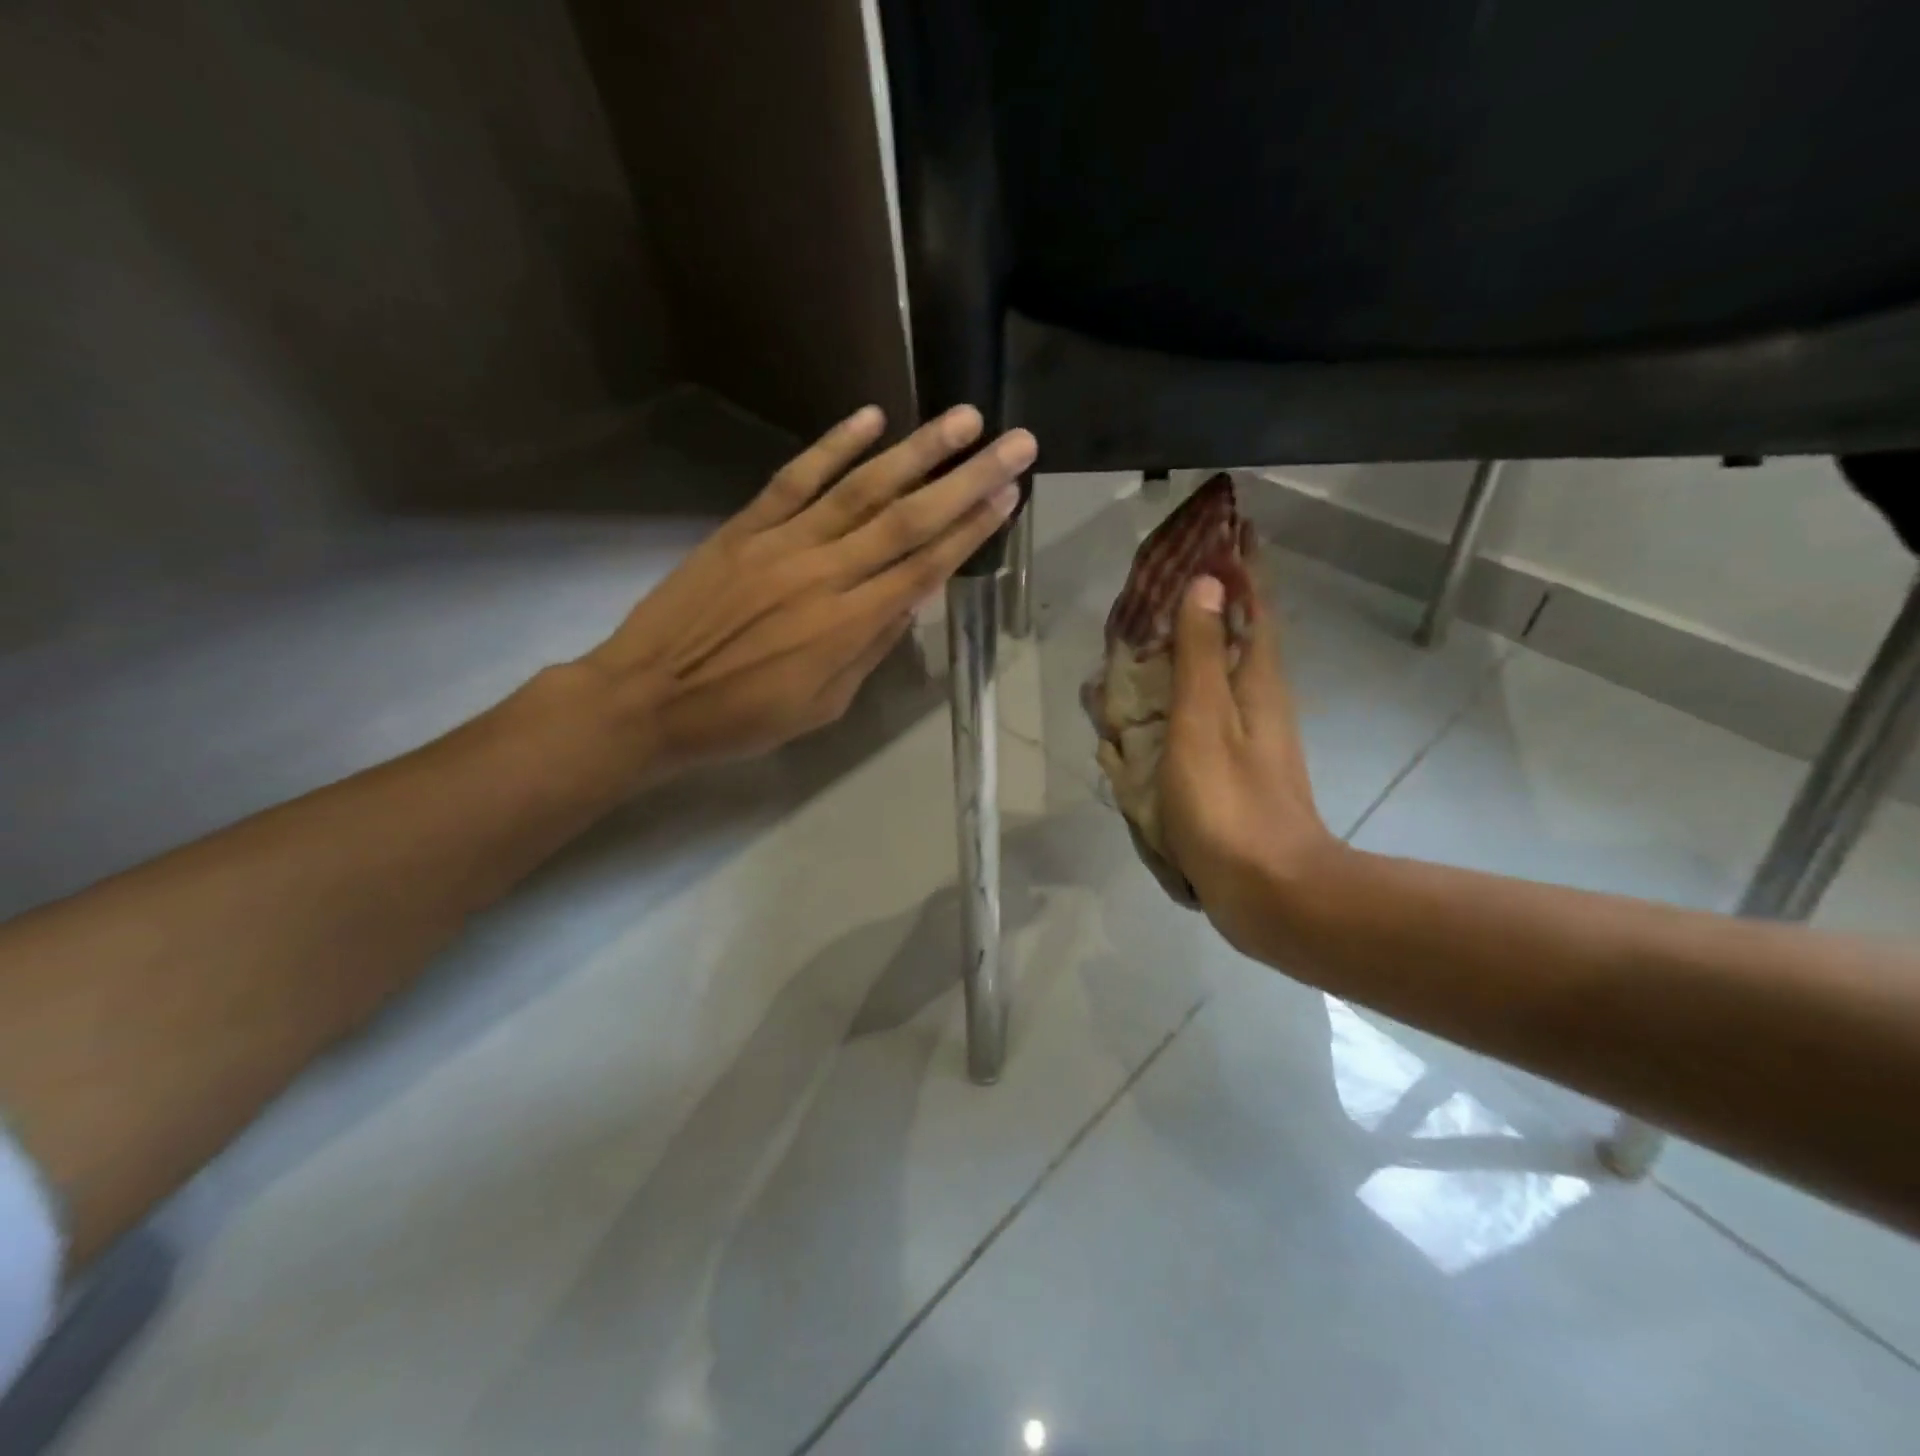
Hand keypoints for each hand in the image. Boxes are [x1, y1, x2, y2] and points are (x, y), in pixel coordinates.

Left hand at [580, 404, 1032, 783]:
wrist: (647, 698)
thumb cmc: (741, 717)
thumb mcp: (821, 706)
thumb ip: (868, 650)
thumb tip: (909, 603)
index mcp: (847, 626)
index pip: (924, 568)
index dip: (971, 530)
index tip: (1009, 495)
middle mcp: (825, 574)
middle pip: (907, 520)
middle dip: (967, 479)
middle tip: (1015, 443)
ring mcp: (782, 543)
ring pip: (861, 489)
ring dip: (916, 452)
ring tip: (963, 419)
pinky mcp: (745, 527)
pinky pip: (795, 478)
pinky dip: (833, 446)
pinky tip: (871, 418)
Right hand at [1159, 575, 1335, 951]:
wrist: (1267, 891)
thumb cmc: (1229, 802)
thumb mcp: (1204, 722)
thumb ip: (1202, 655)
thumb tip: (1207, 584)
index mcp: (1257, 682)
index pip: (1253, 606)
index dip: (1239, 567)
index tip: (1219, 529)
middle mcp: (1258, 702)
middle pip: (1234, 637)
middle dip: (1205, 605)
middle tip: (1160, 583)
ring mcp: (1245, 739)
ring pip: (1213, 677)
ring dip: (1184, 652)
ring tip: (1139, 642)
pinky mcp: (1229, 772)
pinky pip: (1198, 717)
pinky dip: (1173, 701)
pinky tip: (1144, 713)